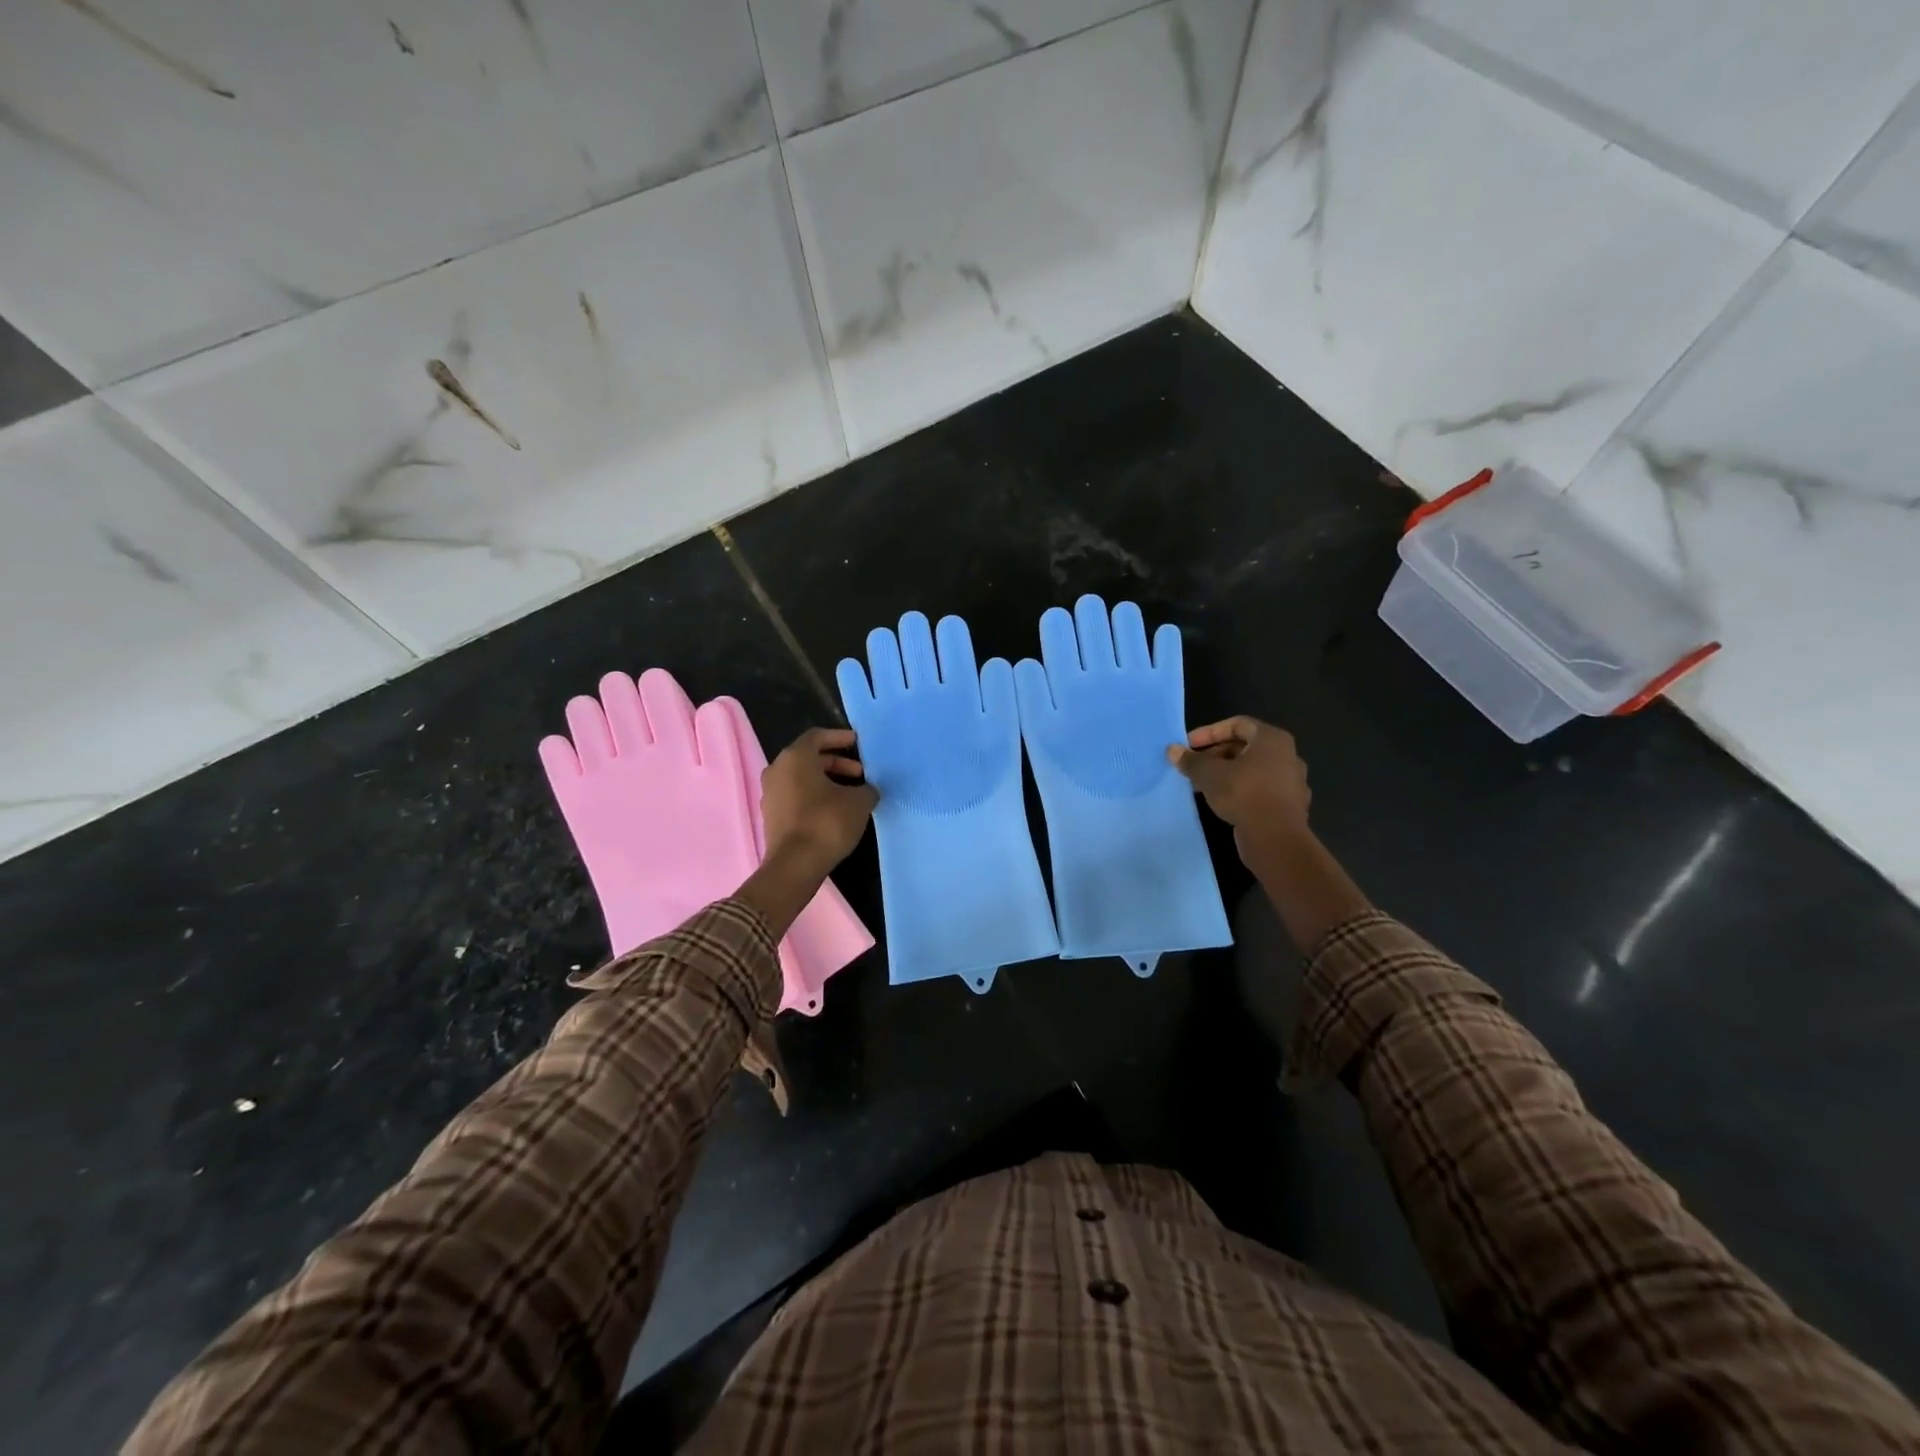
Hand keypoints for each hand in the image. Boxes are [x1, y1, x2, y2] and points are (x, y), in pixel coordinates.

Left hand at [761, 728, 878, 876]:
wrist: (795, 865)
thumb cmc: (827, 823)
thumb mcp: (859, 802)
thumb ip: (866, 789)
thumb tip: (867, 790)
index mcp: (795, 758)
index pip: (817, 736)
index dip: (839, 737)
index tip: (857, 743)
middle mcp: (777, 770)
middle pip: (809, 757)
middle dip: (836, 763)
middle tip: (860, 773)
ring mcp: (770, 794)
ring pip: (801, 777)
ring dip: (826, 780)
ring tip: (850, 793)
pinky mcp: (771, 815)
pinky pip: (795, 795)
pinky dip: (814, 795)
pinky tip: (834, 810)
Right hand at [1170, 716, 1369, 949]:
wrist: (1276, 838)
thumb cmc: (1243, 794)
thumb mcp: (1209, 774)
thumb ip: (1190, 760)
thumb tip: (1172, 750)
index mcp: (1272, 739)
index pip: (1237, 724)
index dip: (1209, 732)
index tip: (1189, 746)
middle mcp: (1287, 755)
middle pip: (1245, 747)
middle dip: (1215, 754)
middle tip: (1193, 766)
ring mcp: (1291, 781)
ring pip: (1252, 769)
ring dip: (1226, 773)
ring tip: (1202, 784)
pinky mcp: (1289, 804)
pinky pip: (1260, 788)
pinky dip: (1240, 790)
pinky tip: (1221, 801)